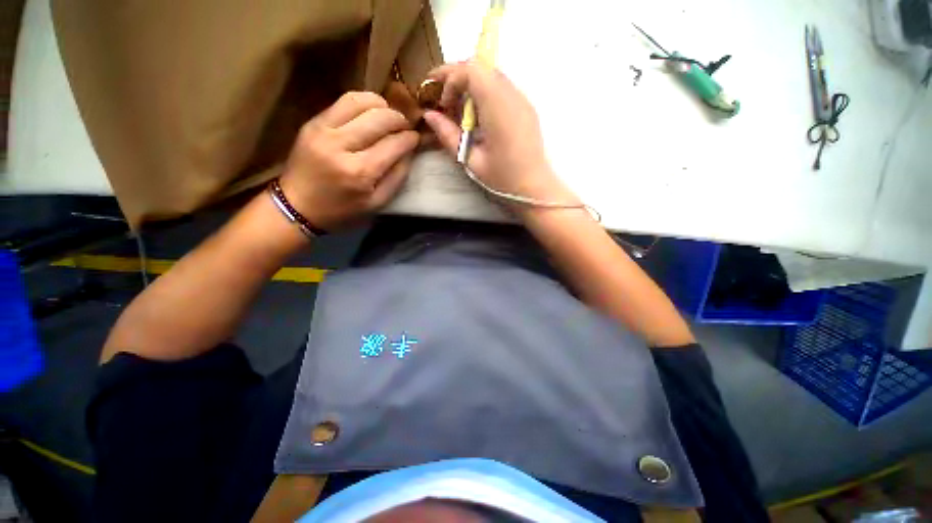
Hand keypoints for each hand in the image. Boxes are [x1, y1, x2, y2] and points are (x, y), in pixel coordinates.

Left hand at [279, 91, 418, 231]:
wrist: (297, 206)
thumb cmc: (342, 211)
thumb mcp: (377, 203)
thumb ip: (397, 178)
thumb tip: (409, 152)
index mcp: (360, 173)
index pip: (393, 144)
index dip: (410, 138)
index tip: (417, 138)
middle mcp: (342, 146)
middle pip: (380, 118)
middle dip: (399, 119)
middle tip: (406, 126)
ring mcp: (324, 130)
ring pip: (360, 101)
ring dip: (382, 105)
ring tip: (389, 116)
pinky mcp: (313, 123)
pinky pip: (343, 101)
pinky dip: (363, 102)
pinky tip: (371, 112)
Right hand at [422, 61, 577, 209]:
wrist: (535, 187)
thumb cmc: (502, 178)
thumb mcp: (470, 161)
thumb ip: (448, 135)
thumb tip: (429, 115)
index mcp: (498, 108)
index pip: (472, 70)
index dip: (450, 79)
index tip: (442, 103)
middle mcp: (512, 96)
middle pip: (481, 67)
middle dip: (457, 78)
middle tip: (444, 101)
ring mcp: (522, 100)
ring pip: (491, 75)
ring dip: (471, 86)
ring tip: (460, 111)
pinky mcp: (525, 107)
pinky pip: (501, 88)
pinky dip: (484, 93)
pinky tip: (478, 117)